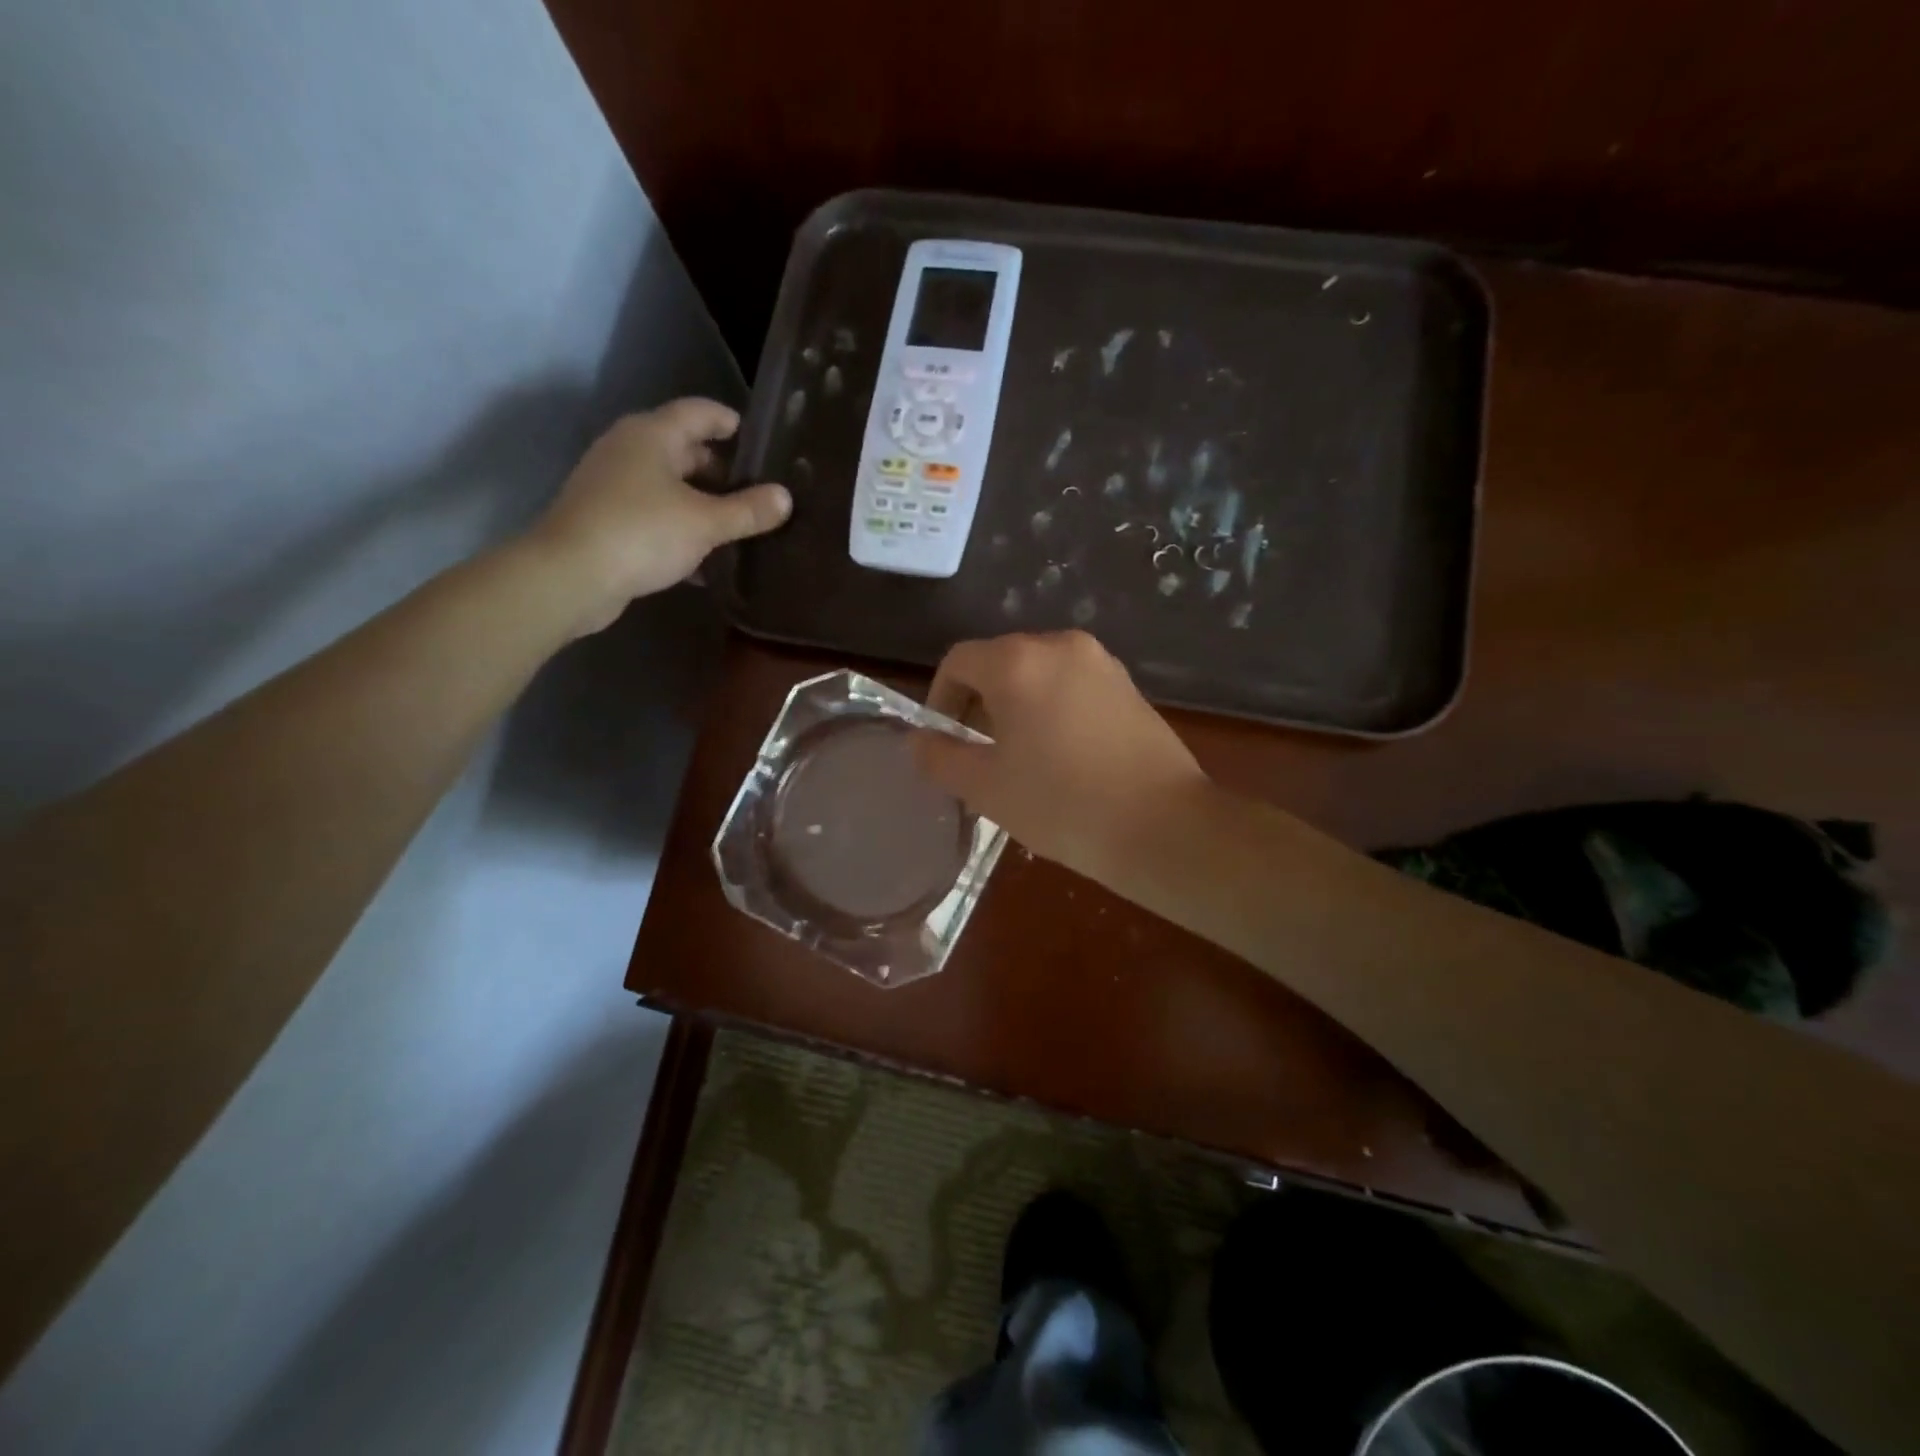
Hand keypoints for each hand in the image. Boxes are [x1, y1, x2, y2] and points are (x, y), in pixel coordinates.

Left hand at [527, 399, 789, 635]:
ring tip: (740, 528)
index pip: (699, 412)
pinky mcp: (607, 520)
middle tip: (758, 494)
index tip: (759, 441)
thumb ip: (748, 510)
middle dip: (722, 472)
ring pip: (670, 487)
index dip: (730, 422)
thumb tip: (785, 497)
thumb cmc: (642, 533)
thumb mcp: (705, 522)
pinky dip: (681, 530)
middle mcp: (629, 450)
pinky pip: (655, 516)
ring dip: (703, 505)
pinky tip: (707, 561)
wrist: (571, 576)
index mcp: (652, 435)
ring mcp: (614, 485)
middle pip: (685, 450)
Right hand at [917, 631, 1209, 882]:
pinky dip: (1053, 709)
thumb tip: (918, 740)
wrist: (1163, 826)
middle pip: (1000, 662)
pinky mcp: (1130, 687)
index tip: (943, 741)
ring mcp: (1102, 663)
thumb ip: (940, 757)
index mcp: (1019, 661)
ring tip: (1019, 758)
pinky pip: (1073, 686)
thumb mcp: (985, 787)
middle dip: (978, 703)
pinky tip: (1062, 756)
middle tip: (977, 754)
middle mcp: (1061, 645)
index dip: (940, 699)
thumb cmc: (1062, 803)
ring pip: (1039, 674)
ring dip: (1017, 707)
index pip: (958, 661)